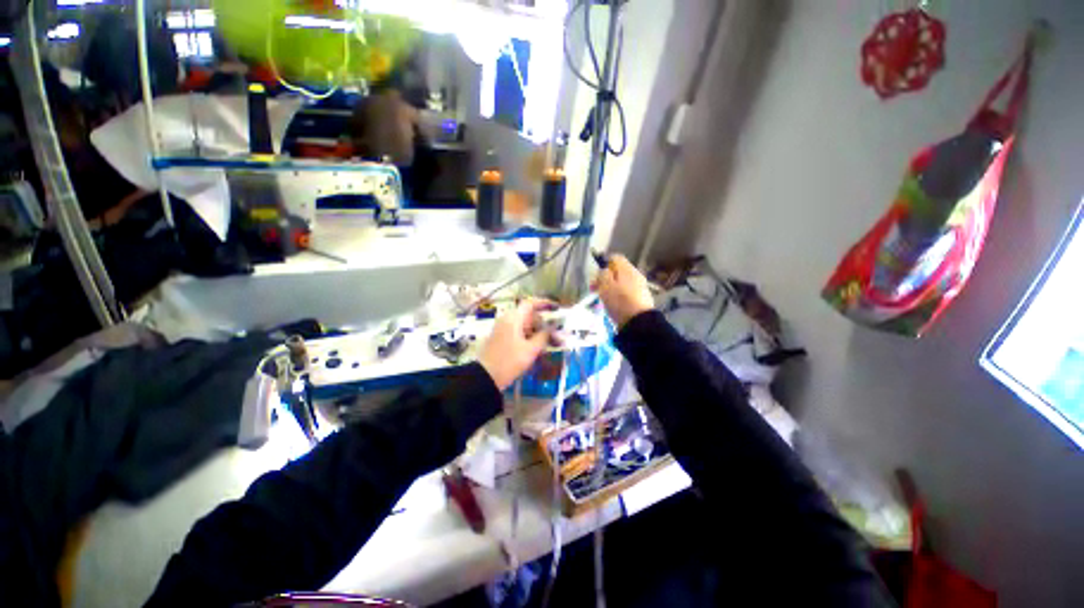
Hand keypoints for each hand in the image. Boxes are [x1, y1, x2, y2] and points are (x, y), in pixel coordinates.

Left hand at [478, 299, 555, 390]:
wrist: (485, 377)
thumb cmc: (509, 361)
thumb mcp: (531, 350)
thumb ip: (544, 336)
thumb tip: (553, 327)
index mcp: (513, 318)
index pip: (530, 303)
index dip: (544, 303)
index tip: (556, 308)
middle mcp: (507, 319)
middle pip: (528, 315)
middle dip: (543, 323)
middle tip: (555, 333)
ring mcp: (502, 329)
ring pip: (523, 325)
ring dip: (536, 331)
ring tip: (548, 343)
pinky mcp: (500, 338)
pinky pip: (517, 332)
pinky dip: (528, 336)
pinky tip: (536, 348)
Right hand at [592, 254, 654, 328]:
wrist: (639, 322)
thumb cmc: (620, 301)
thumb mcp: (605, 285)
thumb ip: (603, 274)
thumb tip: (604, 271)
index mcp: (627, 269)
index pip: (615, 258)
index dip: (603, 263)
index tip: (596, 275)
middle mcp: (635, 275)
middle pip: (618, 271)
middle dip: (606, 278)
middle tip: (595, 289)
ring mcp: (640, 288)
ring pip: (621, 283)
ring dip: (611, 288)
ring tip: (603, 299)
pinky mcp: (640, 300)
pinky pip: (626, 293)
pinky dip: (618, 297)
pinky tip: (614, 305)